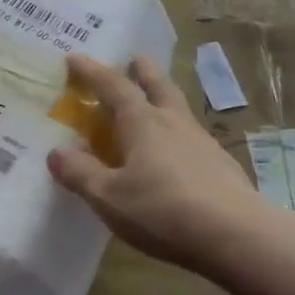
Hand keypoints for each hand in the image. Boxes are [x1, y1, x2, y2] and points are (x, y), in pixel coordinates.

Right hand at [48, 54, 267, 271]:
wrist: (237, 236)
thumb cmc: (162, 210)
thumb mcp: (108, 196)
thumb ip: (80, 173)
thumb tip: (57, 153)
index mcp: (143, 123)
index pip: (114, 87)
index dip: (93, 72)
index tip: (76, 58)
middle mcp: (174, 123)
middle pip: (158, 86)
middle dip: (143, 71)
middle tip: (135, 59)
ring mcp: (203, 143)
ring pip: (179, 110)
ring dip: (164, 99)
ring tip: (155, 104)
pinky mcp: (222, 167)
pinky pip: (192, 139)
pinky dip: (178, 135)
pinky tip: (177, 154)